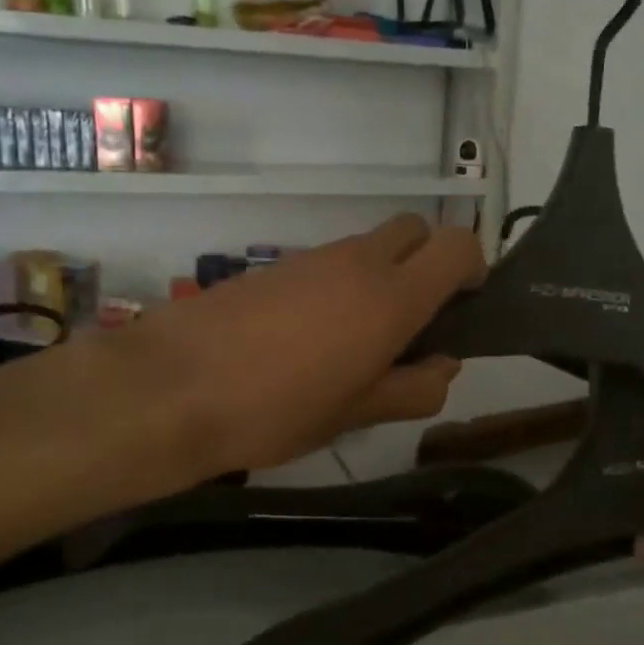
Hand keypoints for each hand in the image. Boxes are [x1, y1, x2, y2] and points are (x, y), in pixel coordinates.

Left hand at [110, 214, 485, 473]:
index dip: (472, 267)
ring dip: (381, 276)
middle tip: (414, 320)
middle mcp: (358, 262)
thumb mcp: (357, 414)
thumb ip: (414, 388)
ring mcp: (313, 258)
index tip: (464, 305)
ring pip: (370, 246)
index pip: (457, 245)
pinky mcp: (275, 266)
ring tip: (358, 342)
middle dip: (428, 261)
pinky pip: (328, 262)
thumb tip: (444, 366)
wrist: (171, 387)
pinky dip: (341, 284)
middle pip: (416, 230)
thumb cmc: (277, 409)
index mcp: (391, 296)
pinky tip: (312, 339)